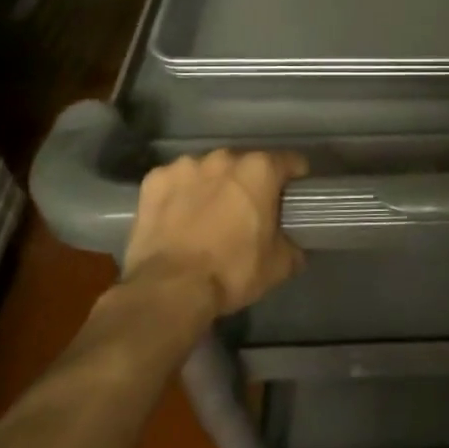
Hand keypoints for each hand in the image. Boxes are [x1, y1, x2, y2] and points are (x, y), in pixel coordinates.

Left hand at [122, 150, 308, 313]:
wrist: (169, 289)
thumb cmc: (231, 272)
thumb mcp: (279, 266)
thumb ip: (293, 245)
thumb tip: (293, 244)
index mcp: (260, 170)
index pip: (290, 162)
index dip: (294, 179)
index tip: (290, 198)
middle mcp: (224, 158)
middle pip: (245, 164)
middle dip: (248, 183)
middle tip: (246, 213)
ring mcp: (186, 165)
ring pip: (208, 170)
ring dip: (213, 186)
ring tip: (207, 216)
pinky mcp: (154, 179)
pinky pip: (175, 181)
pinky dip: (179, 194)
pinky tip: (177, 219)